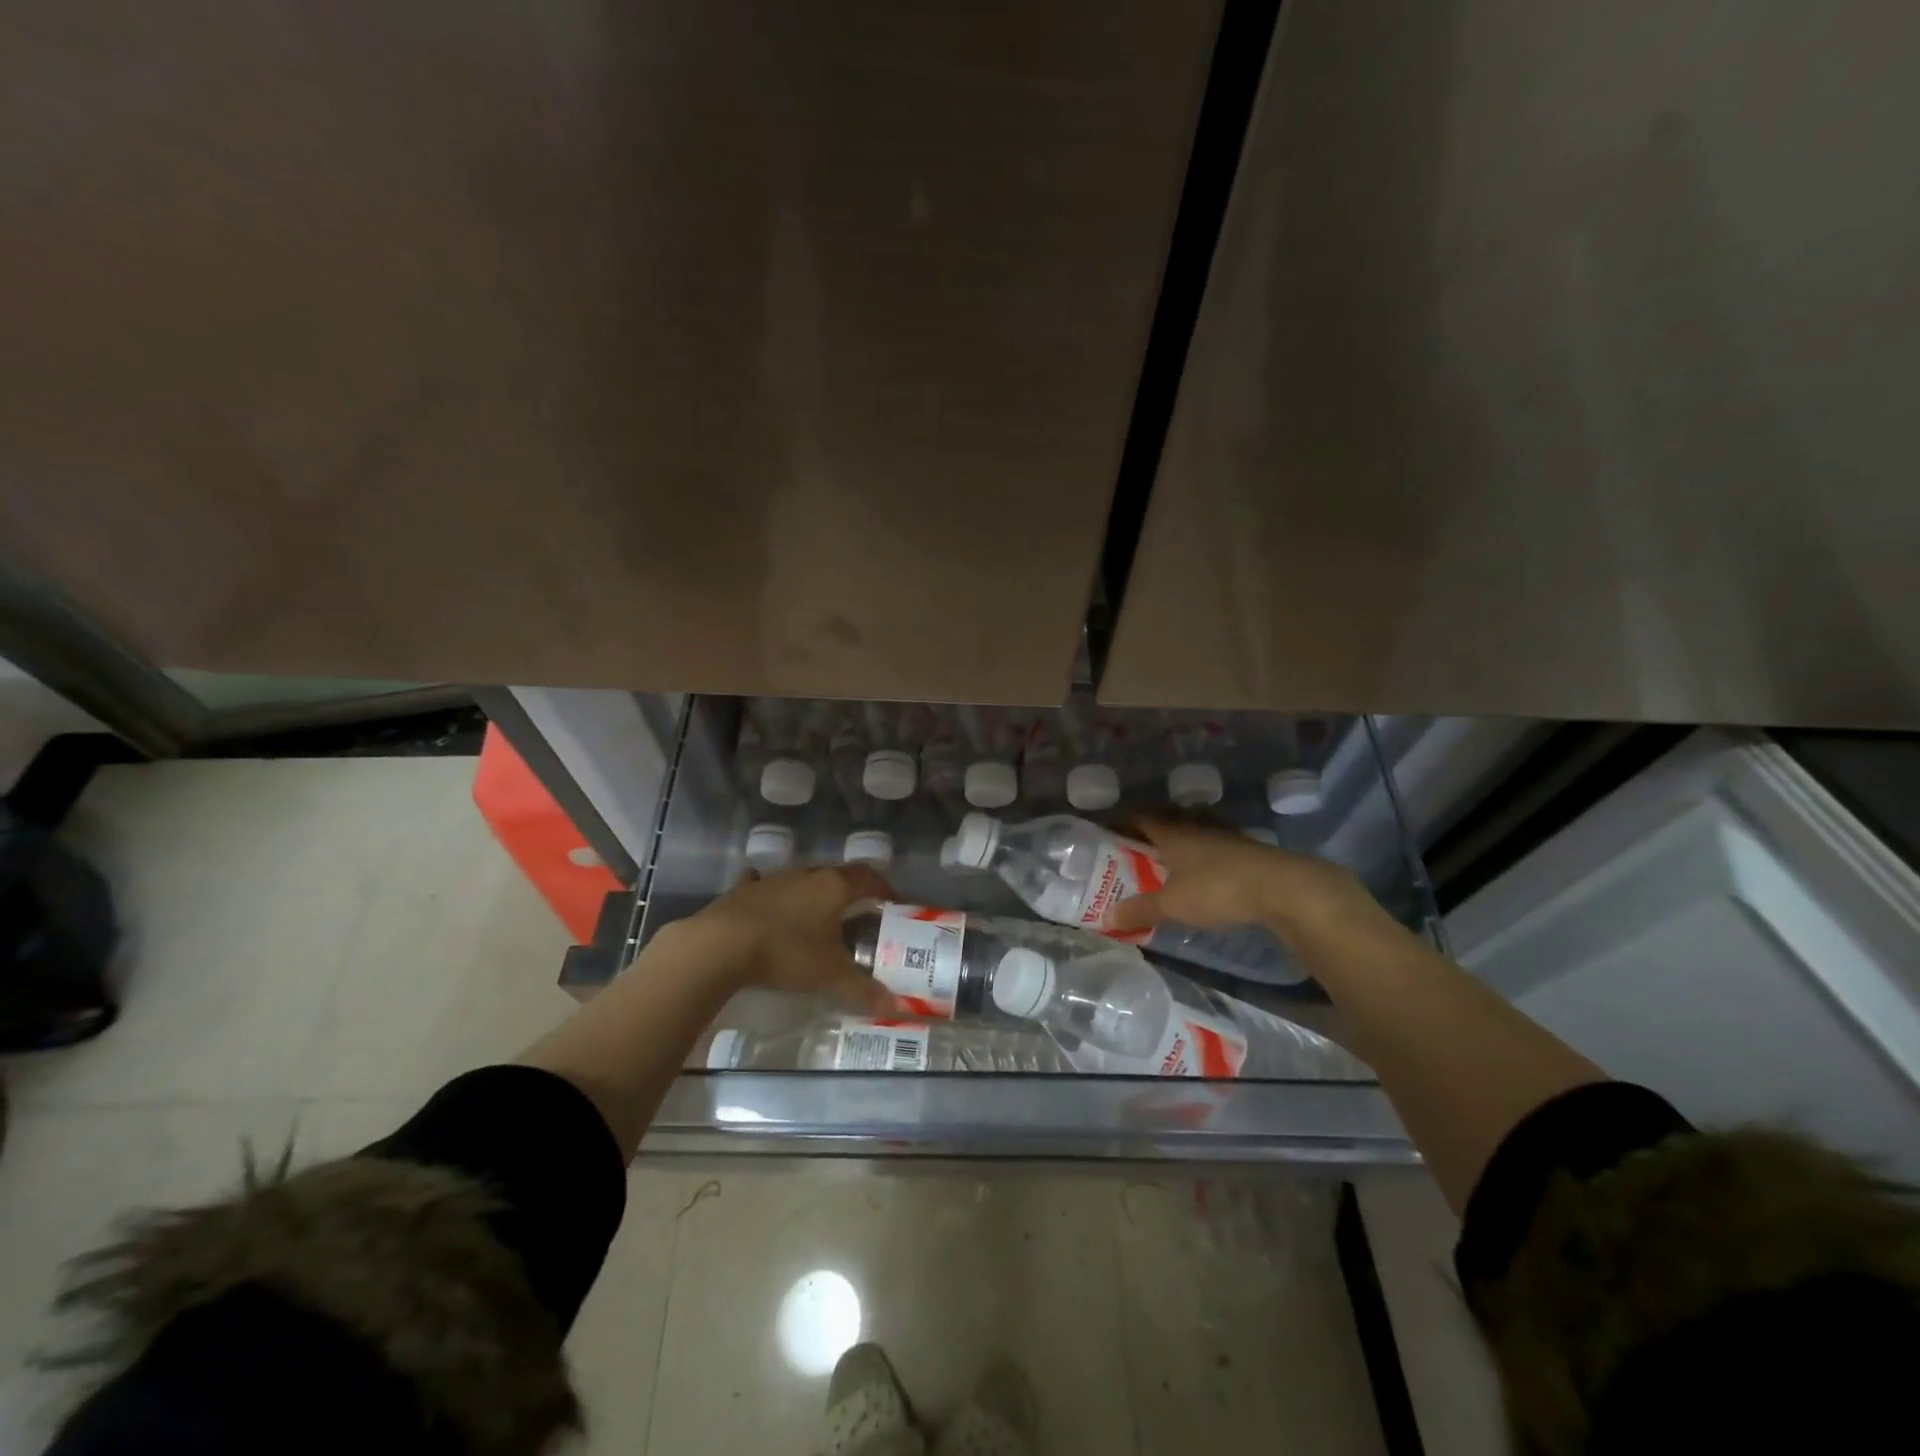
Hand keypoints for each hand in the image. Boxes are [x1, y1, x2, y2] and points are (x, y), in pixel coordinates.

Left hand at [667, 863, 900, 1013]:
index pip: (868, 877)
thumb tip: (897, 1005)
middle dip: (850, 892)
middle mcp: (806, 874)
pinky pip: (765, 886)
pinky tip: (771, 908)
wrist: (720, 945)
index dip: (883, 888)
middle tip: (858, 914)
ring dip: (813, 894)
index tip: (892, 903)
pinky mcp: (743, 890)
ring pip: (802, 880)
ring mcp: (772, 879)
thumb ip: (863, 989)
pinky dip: (773, 896)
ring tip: (817, 917)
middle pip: (836, 875)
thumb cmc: (786, 952)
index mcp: (833, 886)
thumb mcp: (829, 975)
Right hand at [1105, 817, 1383, 944]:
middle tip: (1136, 850)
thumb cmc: (1217, 889)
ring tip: (1170, 862)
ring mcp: (1226, 836)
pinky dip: (1205, 856)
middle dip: (1151, 833)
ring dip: (1181, 842)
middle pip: (1168, 821)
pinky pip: (1216, 846)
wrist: (1283, 888)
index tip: (1109, 833)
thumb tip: (1106, 917)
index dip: (1124, 822)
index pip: (1141, 817)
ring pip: (1195, 831)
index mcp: (1173, 833)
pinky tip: (1205, 873)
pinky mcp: (1248, 850)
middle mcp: (1197, 826)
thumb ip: (1141, 910)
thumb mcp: (1172, 905)